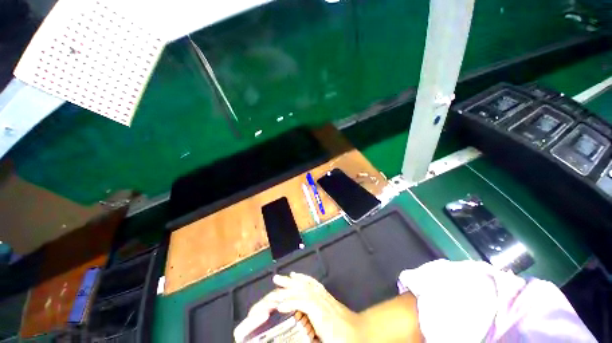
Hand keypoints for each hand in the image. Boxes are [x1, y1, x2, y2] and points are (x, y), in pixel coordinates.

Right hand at [234, 272, 360, 342]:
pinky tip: (296, 276)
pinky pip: (312, 283)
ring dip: (291, 281)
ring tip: (280, 278)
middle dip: (286, 288)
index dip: (290, 301)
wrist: (364, 333)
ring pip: (305, 285)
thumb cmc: (346, 341)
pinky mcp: (326, 295)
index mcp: (322, 313)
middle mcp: (322, 301)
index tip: (277, 306)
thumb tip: (294, 335)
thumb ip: (311, 339)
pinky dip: (302, 278)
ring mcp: (324, 296)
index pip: (304, 301)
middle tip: (272, 289)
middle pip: (302, 290)